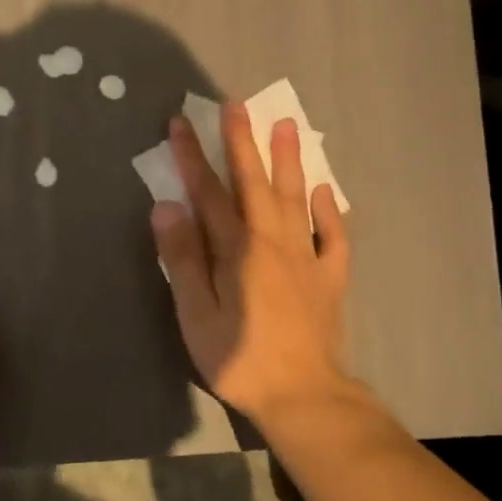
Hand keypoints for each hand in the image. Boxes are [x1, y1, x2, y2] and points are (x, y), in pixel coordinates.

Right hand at [150, 104, 351, 423]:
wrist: (304, 396)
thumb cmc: (239, 359)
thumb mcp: (197, 314)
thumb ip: (182, 259)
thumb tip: (167, 206)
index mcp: (237, 249)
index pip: (208, 193)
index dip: (192, 157)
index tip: (181, 124)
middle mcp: (273, 242)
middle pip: (255, 183)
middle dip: (242, 142)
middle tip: (237, 105)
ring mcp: (307, 257)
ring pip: (296, 198)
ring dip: (288, 161)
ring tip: (286, 126)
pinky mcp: (330, 278)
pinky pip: (334, 236)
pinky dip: (329, 210)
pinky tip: (324, 191)